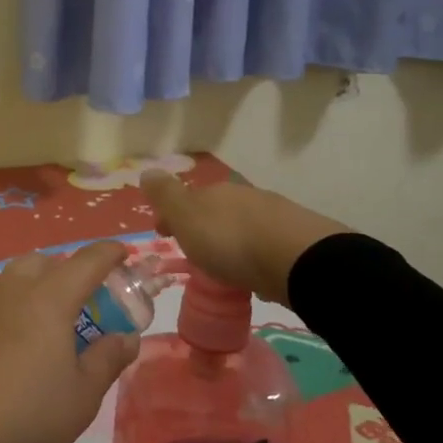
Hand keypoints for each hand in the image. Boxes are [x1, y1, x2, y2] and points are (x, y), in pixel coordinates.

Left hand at [0, 240, 140, 442]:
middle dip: (68, 270)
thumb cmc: (27, 413)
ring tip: (50, 324)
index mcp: (50, 300)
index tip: (123, 254)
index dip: (108, 254)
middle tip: (84, 301)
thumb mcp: (82, 396)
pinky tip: (16, 344)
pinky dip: (14, 309)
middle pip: (44, 261)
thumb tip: (126, 337)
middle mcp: (14, 292)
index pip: (86, 261)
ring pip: (15, 279)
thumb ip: (107, 359)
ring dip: (37, 287)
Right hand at [141, 171, 347, 304]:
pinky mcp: (295, 241)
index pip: (187, 198)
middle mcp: (245, 197)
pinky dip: (253, 254)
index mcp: (215, 191)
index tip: (163, 234)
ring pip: (242, 225)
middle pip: (216, 210)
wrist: (296, 260)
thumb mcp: (185, 215)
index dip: (172, 215)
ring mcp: (274, 216)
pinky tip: (252, 271)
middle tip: (192, 250)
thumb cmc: (229, 239)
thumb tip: (146, 170)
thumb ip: (165, 195)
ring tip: (222, 266)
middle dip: (202, 226)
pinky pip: (264, 246)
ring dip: (229, 240)